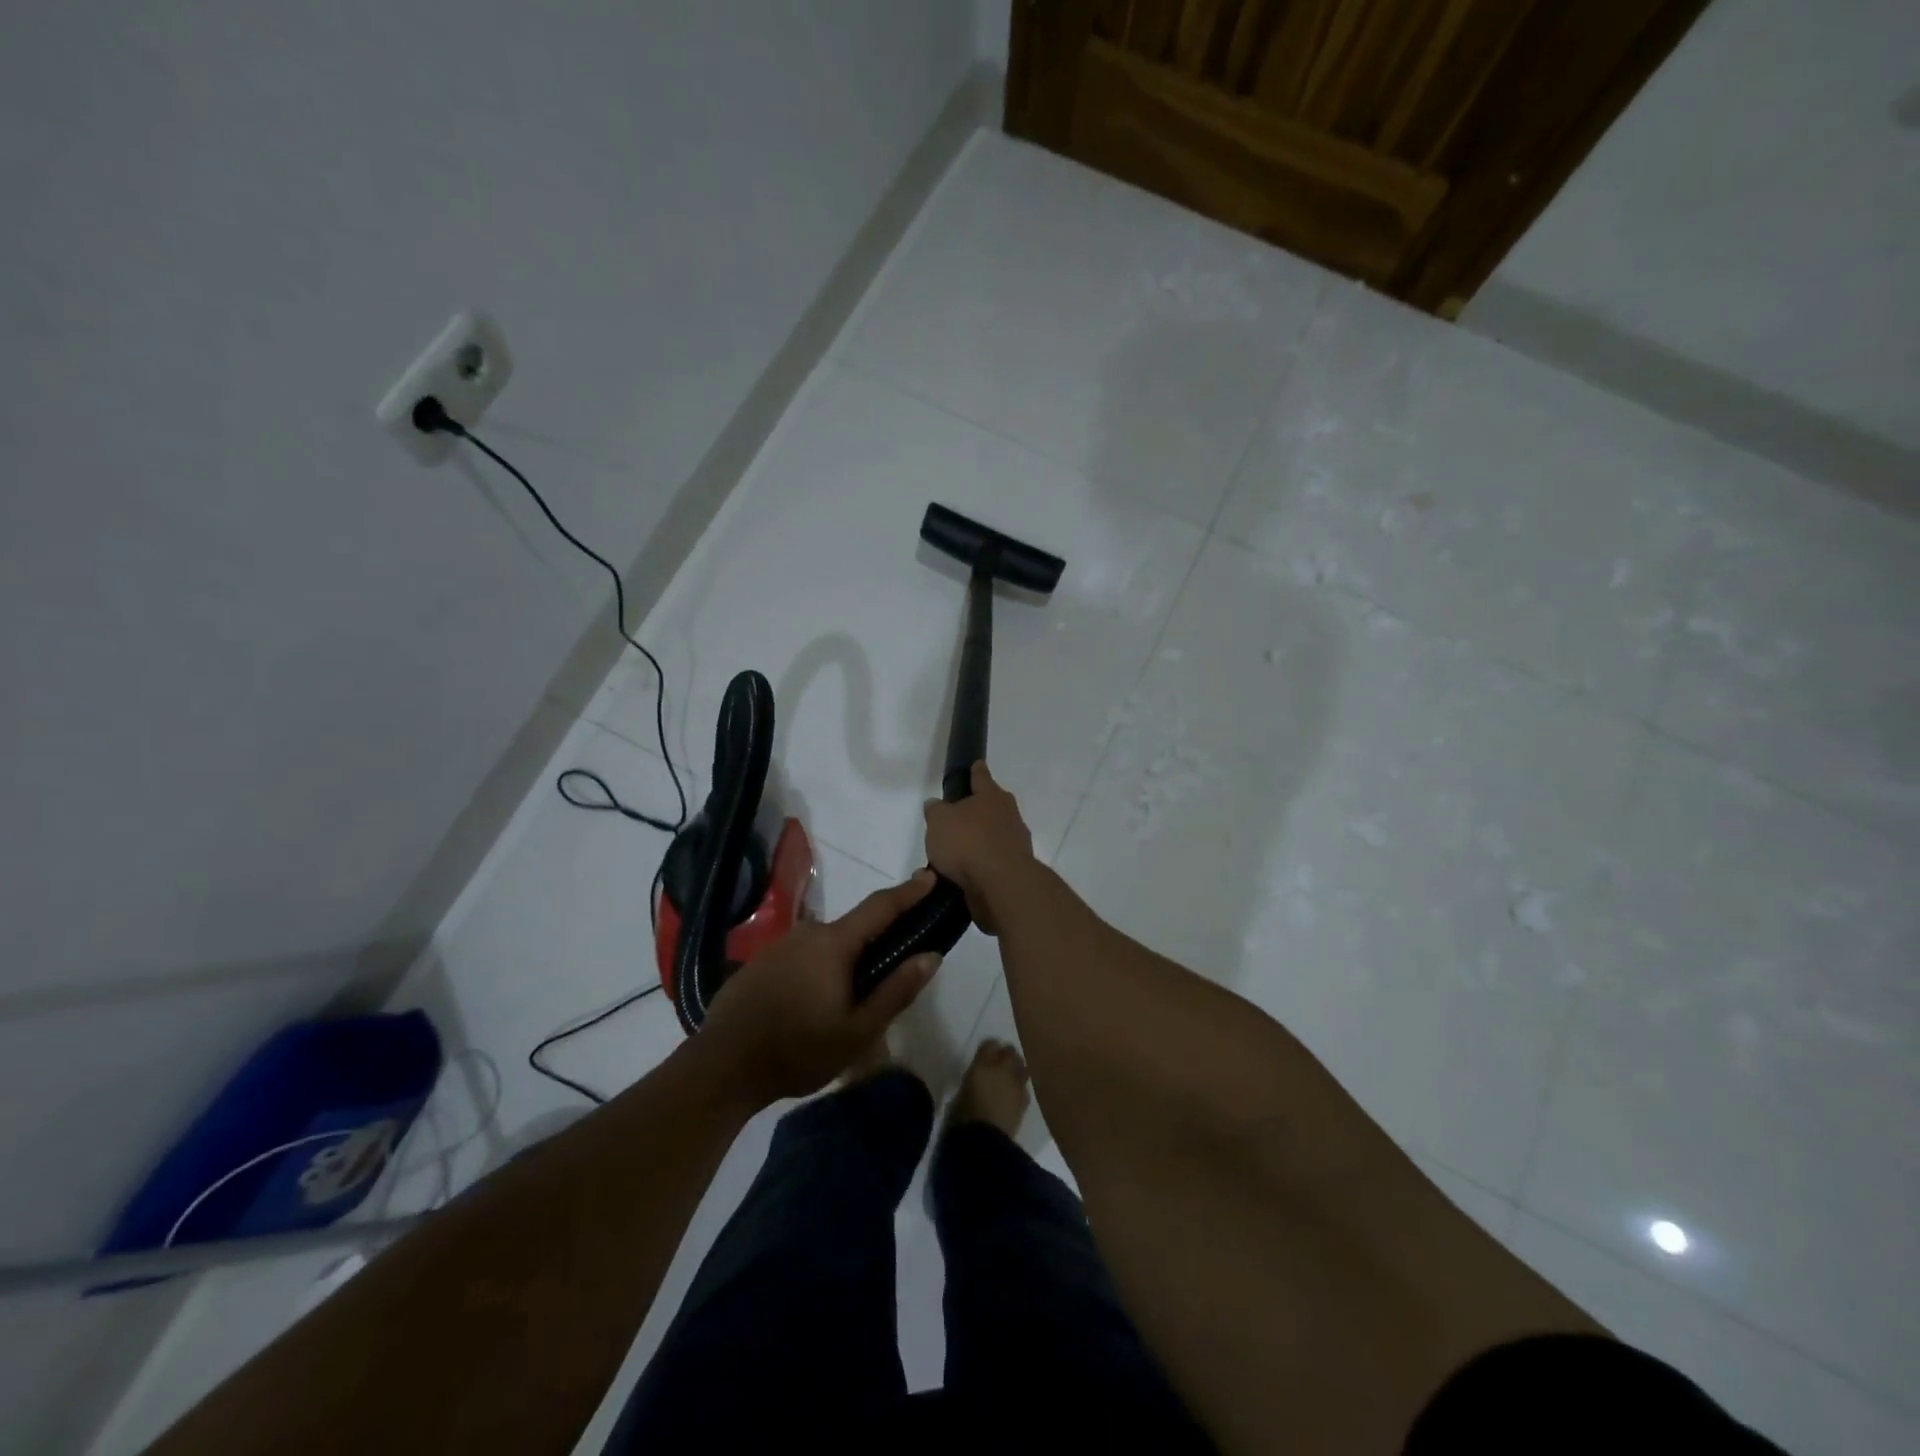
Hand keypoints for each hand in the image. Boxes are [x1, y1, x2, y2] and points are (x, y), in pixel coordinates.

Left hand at [699, 872, 941, 1104]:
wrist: (721, 1067)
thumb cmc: (798, 1050)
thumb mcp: (858, 1030)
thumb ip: (896, 990)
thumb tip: (931, 955)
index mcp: (834, 943)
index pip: (880, 906)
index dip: (908, 892)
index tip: (930, 877)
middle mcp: (807, 932)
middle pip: (853, 928)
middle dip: (875, 941)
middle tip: (891, 971)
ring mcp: (780, 945)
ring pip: (826, 945)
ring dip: (844, 961)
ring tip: (849, 999)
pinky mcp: (760, 962)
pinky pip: (802, 956)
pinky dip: (818, 969)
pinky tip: (813, 1003)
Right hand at [923, 762, 1035, 934]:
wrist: (1002, 884)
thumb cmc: (969, 842)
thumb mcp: (939, 821)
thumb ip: (936, 810)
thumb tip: (936, 805)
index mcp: (992, 796)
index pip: (981, 776)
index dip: (976, 771)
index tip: (977, 764)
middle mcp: (1009, 815)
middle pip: (990, 807)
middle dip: (976, 811)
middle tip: (955, 819)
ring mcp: (1015, 843)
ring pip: (992, 836)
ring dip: (976, 842)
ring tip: (952, 855)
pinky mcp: (1014, 869)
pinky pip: (991, 862)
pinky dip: (979, 866)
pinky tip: (961, 875)